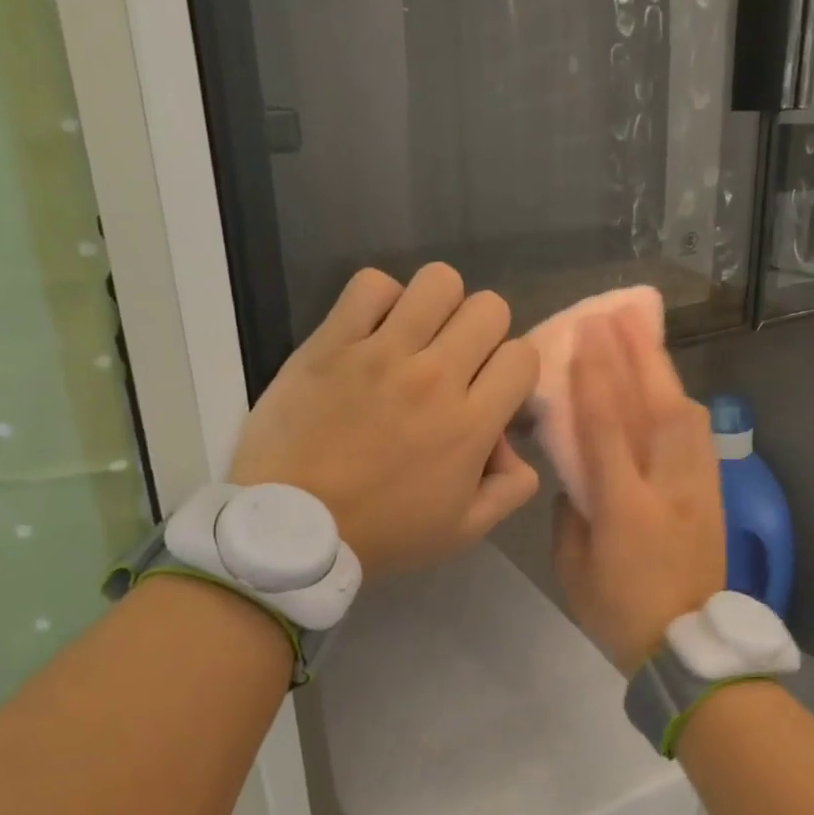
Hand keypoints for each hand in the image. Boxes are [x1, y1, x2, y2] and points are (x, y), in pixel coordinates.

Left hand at [228, 265, 539, 577]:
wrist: (290, 527)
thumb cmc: (380, 533)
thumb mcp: (463, 531)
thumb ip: (510, 488)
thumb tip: (515, 446)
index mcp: (470, 423)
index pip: (523, 355)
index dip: (513, 370)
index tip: (490, 391)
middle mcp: (434, 376)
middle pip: (489, 308)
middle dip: (484, 332)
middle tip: (456, 362)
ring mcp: (381, 352)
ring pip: (439, 281)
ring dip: (439, 305)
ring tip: (418, 335)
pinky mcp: (332, 341)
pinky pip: (372, 284)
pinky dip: (380, 299)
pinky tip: (373, 329)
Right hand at [551, 310, 725, 676]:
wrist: (689, 647)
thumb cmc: (619, 612)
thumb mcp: (573, 567)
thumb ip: (570, 514)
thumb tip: (577, 479)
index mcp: (626, 507)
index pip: (608, 428)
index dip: (596, 377)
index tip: (586, 334)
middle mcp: (667, 486)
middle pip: (657, 407)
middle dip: (638, 355)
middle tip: (620, 313)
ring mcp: (698, 488)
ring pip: (686, 414)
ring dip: (663, 371)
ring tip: (643, 337)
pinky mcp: (714, 494)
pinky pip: (697, 436)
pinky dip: (678, 402)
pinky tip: (666, 388)